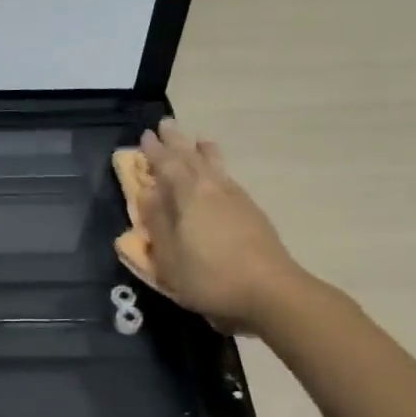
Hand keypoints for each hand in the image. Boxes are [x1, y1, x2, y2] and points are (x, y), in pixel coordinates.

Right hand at [136, 119, 309, 333]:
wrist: (270, 291)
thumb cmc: (209, 276)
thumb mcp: (169, 256)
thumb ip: (158, 222)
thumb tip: (148, 193)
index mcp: (189, 195)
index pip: (167, 165)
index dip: (155, 151)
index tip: (145, 135)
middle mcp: (213, 188)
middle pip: (192, 158)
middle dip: (177, 142)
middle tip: (166, 125)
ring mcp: (237, 198)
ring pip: (215, 165)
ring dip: (202, 151)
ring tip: (199, 140)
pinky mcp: (252, 212)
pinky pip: (227, 177)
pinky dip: (217, 168)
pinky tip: (219, 174)